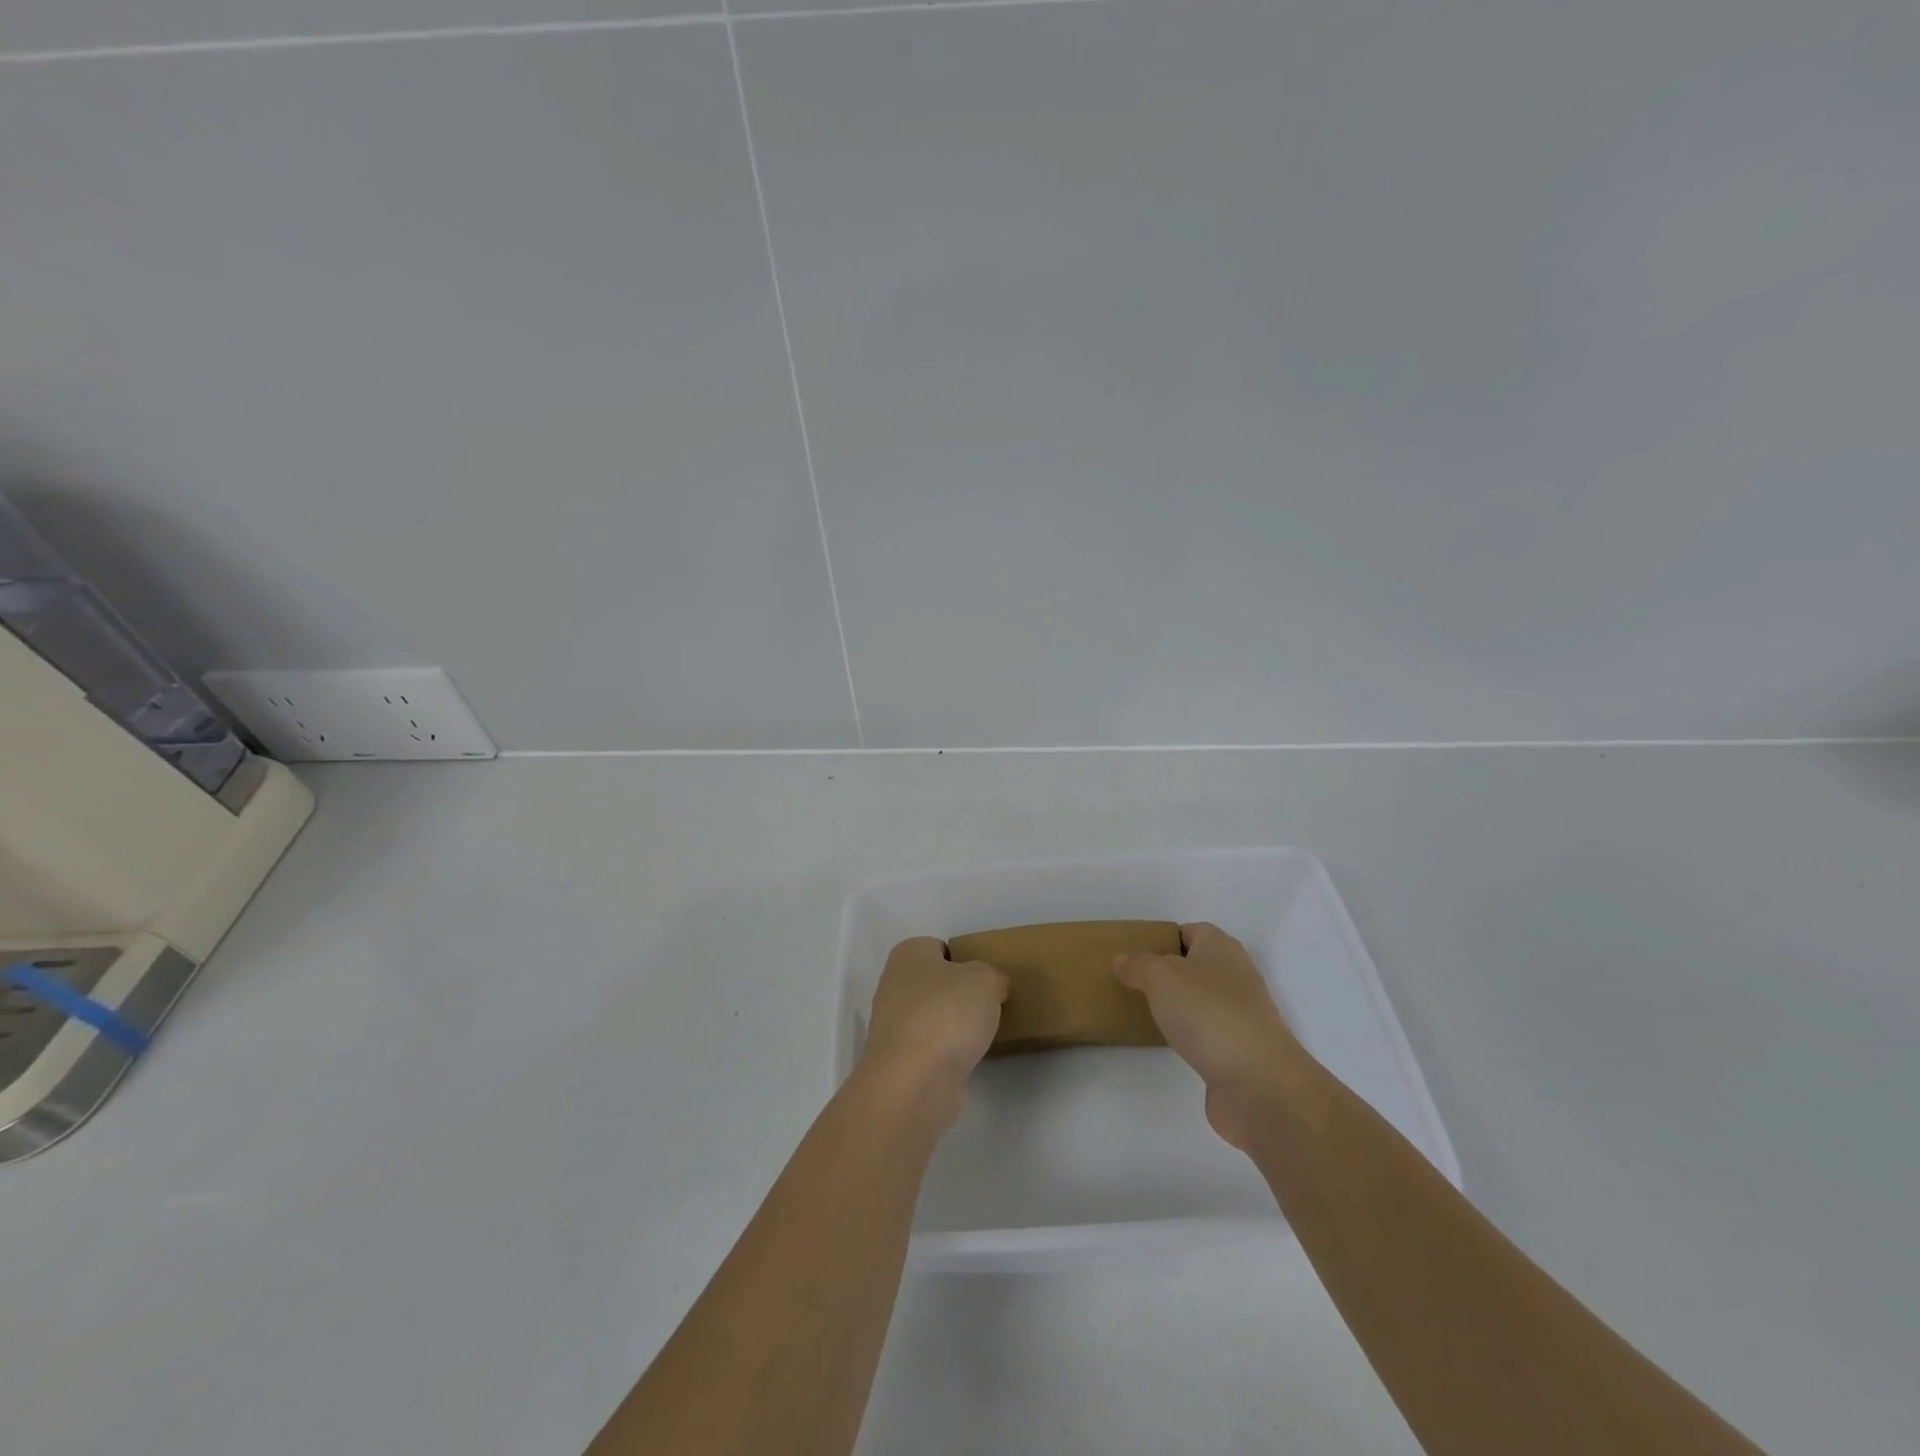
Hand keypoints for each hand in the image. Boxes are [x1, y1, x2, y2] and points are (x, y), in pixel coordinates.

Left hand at [858, 937, 1008, 1129]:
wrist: (914, 1082)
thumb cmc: (947, 1014)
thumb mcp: (986, 980)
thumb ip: (993, 977)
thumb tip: (992, 988)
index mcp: (908, 955)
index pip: (938, 947)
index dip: (964, 959)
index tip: (986, 978)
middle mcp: (893, 985)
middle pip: (935, 984)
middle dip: (960, 994)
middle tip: (989, 1005)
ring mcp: (893, 1026)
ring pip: (932, 1017)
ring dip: (954, 1026)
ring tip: (983, 1034)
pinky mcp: (899, 1061)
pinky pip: (931, 1048)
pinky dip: (948, 1053)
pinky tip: (967, 1059)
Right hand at [1115, 923, 1307, 1152]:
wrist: (1257, 1082)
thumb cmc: (1207, 1013)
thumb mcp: (1161, 977)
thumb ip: (1138, 965)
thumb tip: (1123, 960)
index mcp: (1222, 948)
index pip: (1192, 931)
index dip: (1164, 938)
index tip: (1135, 954)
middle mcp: (1237, 976)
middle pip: (1197, 965)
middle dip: (1167, 973)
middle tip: (1133, 983)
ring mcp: (1242, 1015)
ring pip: (1202, 1000)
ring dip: (1178, 1006)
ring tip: (1144, 1012)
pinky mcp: (1241, 1051)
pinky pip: (1207, 1033)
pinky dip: (1189, 1035)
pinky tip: (1169, 1044)